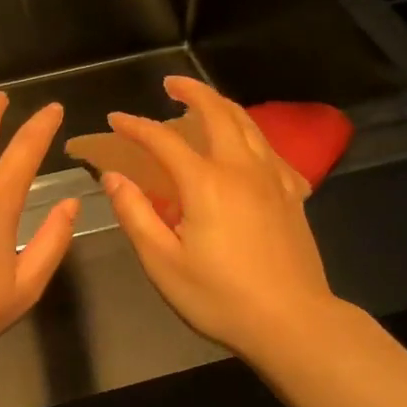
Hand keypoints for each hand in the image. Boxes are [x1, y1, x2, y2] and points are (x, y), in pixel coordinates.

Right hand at [102, 75, 335, 360]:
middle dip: (191, 91)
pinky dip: (251, 136)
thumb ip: (135, 214)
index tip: (115, 120)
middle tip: (170, 84)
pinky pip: (270, 149)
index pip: (163, 139)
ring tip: (204, 103)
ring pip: (248, 124)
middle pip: (217, 113)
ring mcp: (273, 179)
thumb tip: (113, 178)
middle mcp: (241, 168)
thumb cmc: (220, 297)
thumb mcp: (163, 262)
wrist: (293, 322)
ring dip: (222, 105)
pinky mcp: (293, 195)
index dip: (136, 126)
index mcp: (206, 183)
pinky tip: (247, 147)